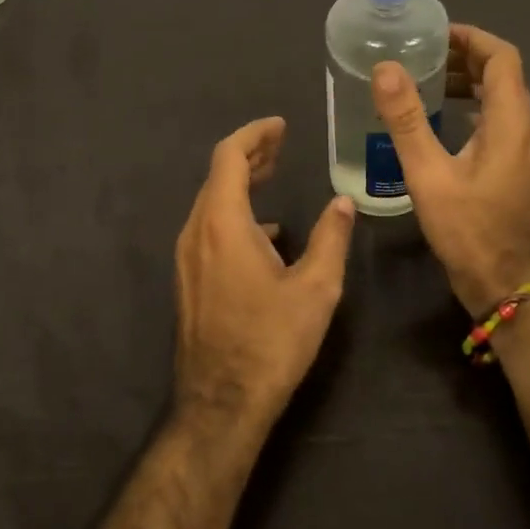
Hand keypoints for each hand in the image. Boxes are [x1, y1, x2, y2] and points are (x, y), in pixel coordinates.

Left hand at [172, 117, 356, 427]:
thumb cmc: (271, 341)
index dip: (254, 135)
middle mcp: (196, 232)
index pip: (229, 156)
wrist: (221, 402)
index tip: (280, 126)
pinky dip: (234, 214)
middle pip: (218, 176)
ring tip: (272, 176)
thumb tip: (342, 202)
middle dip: (249, 154)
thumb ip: (330, 238)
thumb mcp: (315, 289)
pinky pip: (209, 229)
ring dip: (240, 183)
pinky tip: (265, 232)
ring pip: (211, 202)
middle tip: (281, 144)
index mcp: (223, 223)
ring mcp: (187, 257)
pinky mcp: (188, 279)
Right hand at [372, 25, 529, 315]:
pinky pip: (495, 124)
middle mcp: (524, 129)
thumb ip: (407, 121)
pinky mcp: (513, 171)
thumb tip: (386, 68)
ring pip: (499, 101)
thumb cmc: (471, 230)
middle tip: (420, 56)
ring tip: (425, 84)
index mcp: (510, 121)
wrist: (508, 286)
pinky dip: (470, 110)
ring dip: (467, 84)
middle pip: (502, 76)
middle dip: (464, 58)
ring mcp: (522, 152)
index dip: (472, 38)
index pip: (502, 58)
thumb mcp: (430, 174)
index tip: (435, 33)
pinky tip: (438, 126)